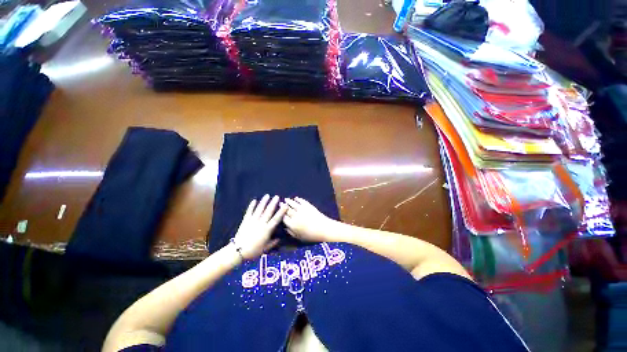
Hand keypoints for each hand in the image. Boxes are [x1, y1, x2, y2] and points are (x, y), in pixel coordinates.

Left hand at [233, 195, 286, 259]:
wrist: (238, 251)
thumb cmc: (253, 251)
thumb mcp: (265, 249)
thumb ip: (273, 243)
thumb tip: (279, 239)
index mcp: (267, 230)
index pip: (276, 219)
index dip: (281, 212)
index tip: (285, 205)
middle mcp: (261, 223)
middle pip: (268, 211)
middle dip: (273, 203)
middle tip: (276, 196)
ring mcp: (252, 221)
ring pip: (259, 210)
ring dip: (263, 202)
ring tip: (267, 195)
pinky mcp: (245, 221)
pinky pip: (249, 212)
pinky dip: (251, 206)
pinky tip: (254, 201)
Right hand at [282, 197, 337, 241]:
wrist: (323, 229)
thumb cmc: (311, 236)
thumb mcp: (298, 237)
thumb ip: (290, 232)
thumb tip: (284, 228)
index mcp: (292, 224)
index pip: (283, 217)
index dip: (280, 213)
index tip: (277, 210)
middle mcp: (295, 215)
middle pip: (287, 209)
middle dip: (283, 206)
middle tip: (280, 203)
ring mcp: (302, 209)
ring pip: (293, 204)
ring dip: (289, 201)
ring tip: (286, 199)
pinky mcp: (308, 206)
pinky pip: (302, 201)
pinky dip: (298, 199)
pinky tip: (296, 198)